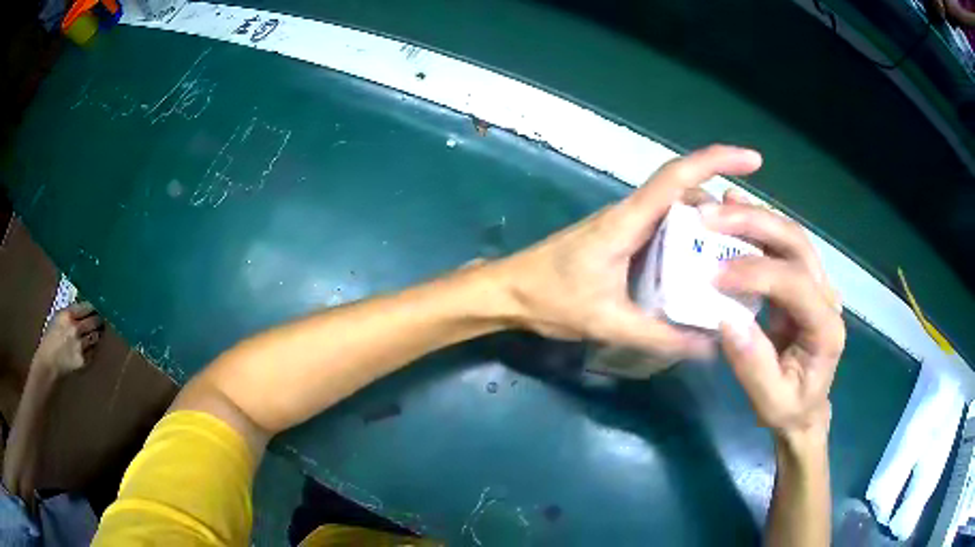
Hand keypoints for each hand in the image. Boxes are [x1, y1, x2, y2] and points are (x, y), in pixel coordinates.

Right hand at [32, 302, 103, 376]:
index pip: (89, 307)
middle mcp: (76, 329)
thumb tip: (85, 305)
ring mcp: (81, 346)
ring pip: (96, 336)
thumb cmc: (51, 337)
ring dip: (97, 334)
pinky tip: (88, 346)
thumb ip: (71, 311)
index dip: (94, 307)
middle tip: (99, 319)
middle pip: (95, 321)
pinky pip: (93, 351)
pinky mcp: (84, 360)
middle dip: (98, 320)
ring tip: (95, 332)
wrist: (49, 362)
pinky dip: (93, 347)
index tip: (97, 307)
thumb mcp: (59, 317)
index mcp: (69, 315)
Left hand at [495, 144, 762, 359]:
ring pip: (675, 209)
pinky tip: (700, 265)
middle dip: (722, 203)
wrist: (508, 291)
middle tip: (753, 233)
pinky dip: (687, 236)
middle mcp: (629, 213)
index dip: (717, 159)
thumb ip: (659, 336)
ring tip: (736, 251)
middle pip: (684, 190)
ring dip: (707, 221)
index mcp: (628, 220)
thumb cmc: (550, 298)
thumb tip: (708, 347)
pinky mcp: (620, 238)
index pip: (678, 176)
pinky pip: (663, 226)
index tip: (752, 159)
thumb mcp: (607, 321)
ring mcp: (624, 224)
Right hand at [701, 192, 844, 438]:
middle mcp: (827, 295)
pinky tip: (735, 211)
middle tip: (711, 217)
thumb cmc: (790, 408)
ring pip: (790, 235)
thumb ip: (753, 366)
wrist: (806, 408)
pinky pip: (781, 245)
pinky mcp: (802, 281)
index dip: (757, 272)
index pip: (796, 282)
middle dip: (755, 223)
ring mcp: (817, 284)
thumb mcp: (771, 402)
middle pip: (796, 244)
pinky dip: (757, 225)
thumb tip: (725, 319)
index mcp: (826, 327)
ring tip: (719, 206)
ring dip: (754, 216)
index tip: (715, 275)